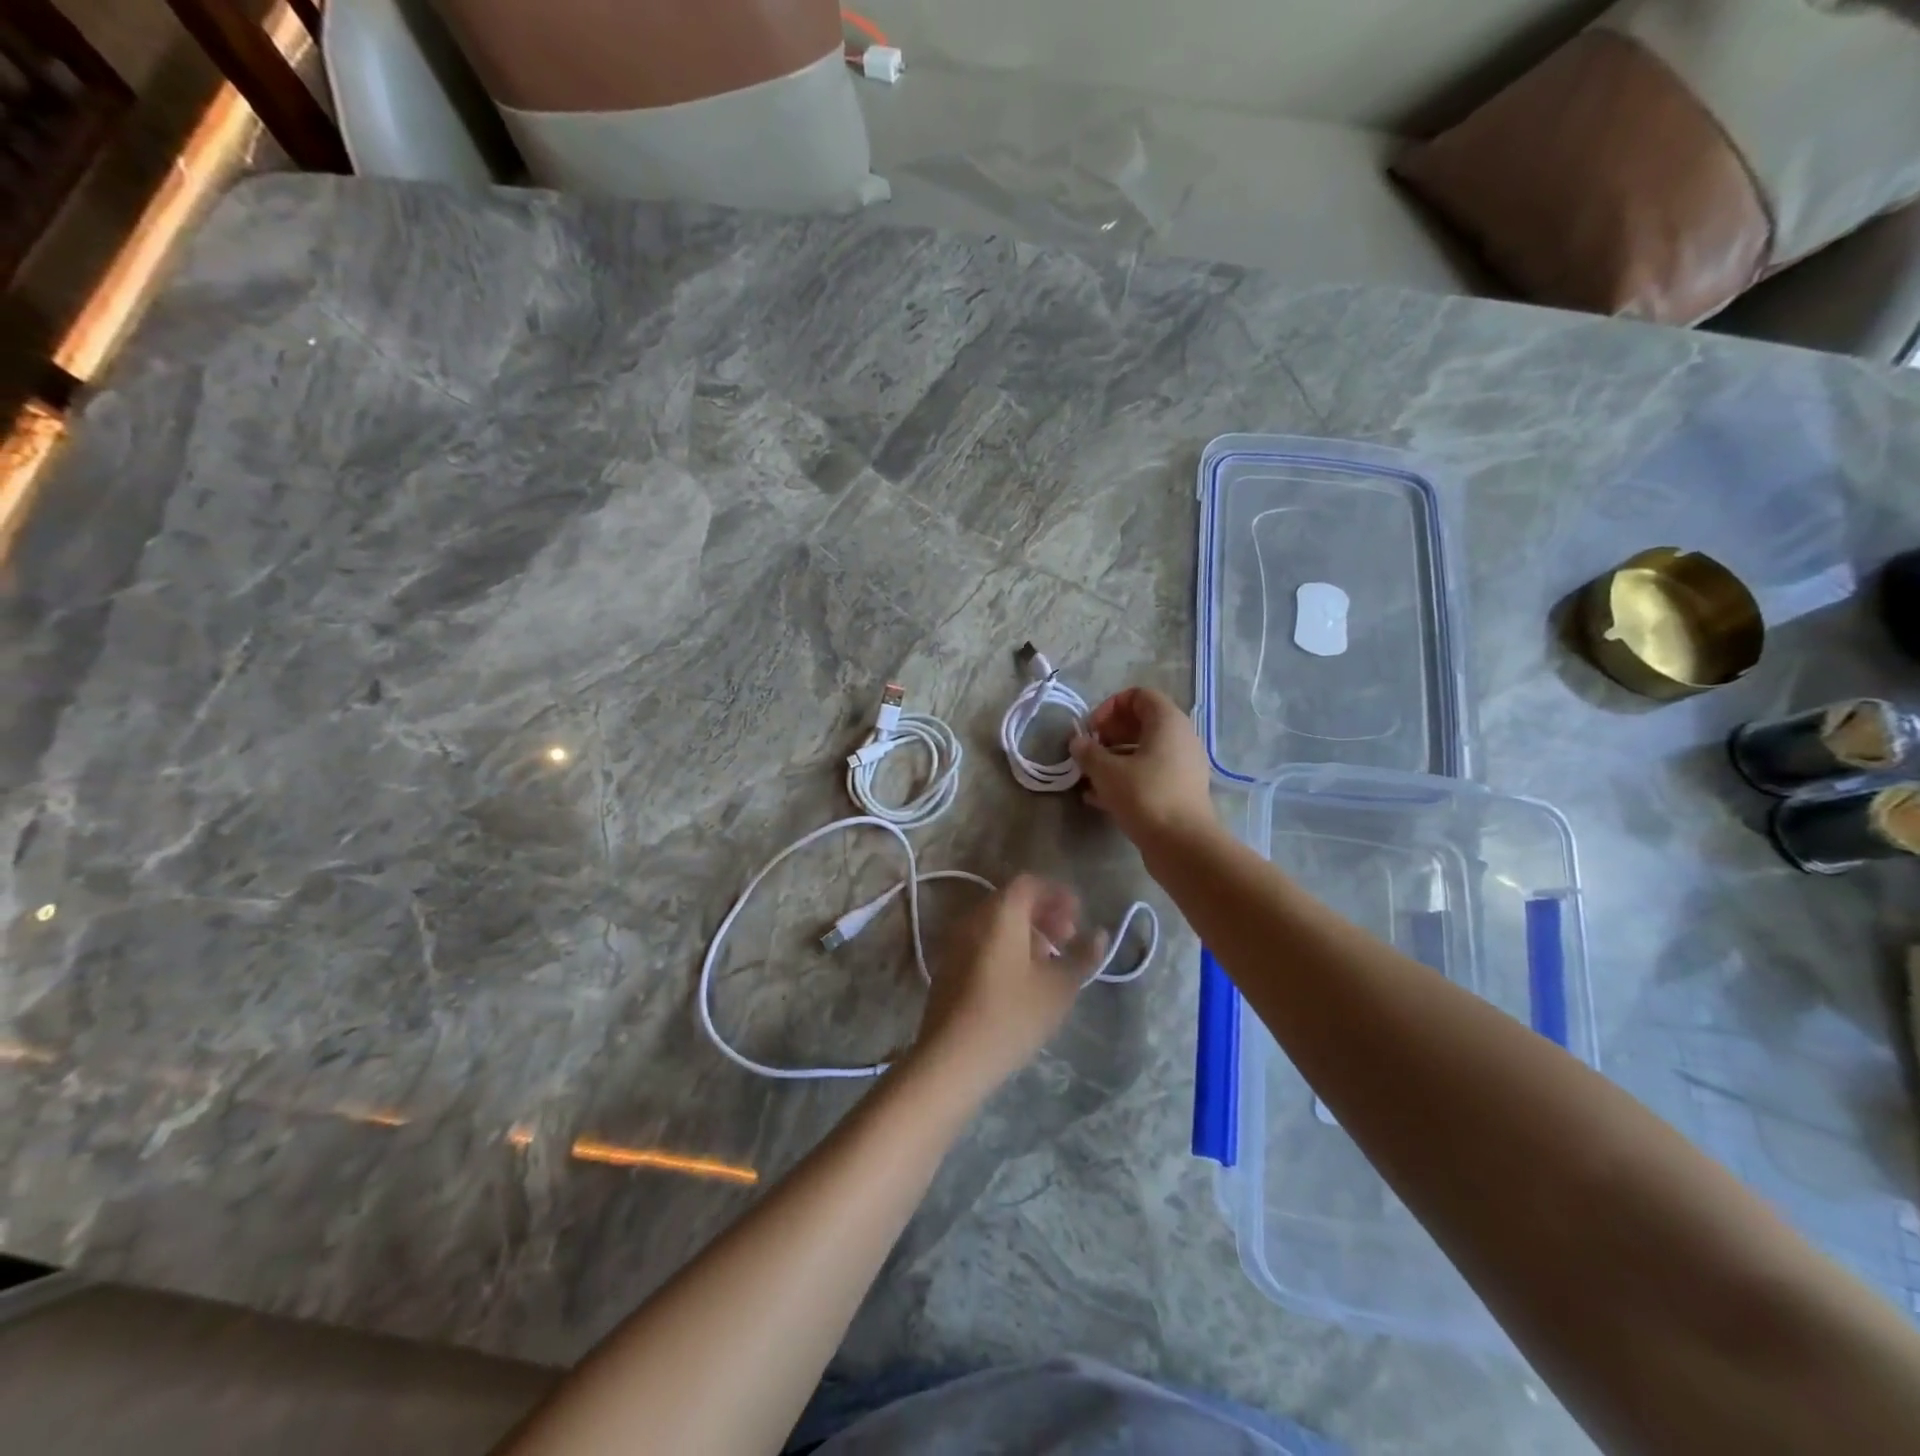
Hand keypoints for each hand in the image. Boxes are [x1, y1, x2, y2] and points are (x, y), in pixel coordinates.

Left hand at [913, 876, 1107, 1091]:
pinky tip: (1022, 977)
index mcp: (1000, 913)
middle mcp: (974, 918)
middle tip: (1068, 938)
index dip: (1057, 894)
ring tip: (1050, 960)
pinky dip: (1006, 945)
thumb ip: (1082, 956)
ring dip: (1026, 931)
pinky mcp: (949, 965)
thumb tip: (1099, 935)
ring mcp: (956, 941)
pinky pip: (983, 940)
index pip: (1030, 883)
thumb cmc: (1012, 1015)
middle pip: (1012, 900)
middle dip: (1044, 913)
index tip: (1079, 917)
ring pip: (997, 922)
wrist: (952, 1057)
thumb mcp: (1059, 987)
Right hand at [1069, 686, 1217, 852]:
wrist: (1182, 844)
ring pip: (1143, 751)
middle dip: (1109, 734)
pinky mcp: (1180, 791)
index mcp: (1167, 722)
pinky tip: (1099, 798)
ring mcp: (1183, 766)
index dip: (1110, 707)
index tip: (1091, 730)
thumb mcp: (1106, 771)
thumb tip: (1078, 742)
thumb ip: (1088, 752)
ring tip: (1089, 777)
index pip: (1138, 695)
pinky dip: (1126, 778)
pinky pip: (1149, 774)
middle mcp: (1180, 738)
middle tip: (1089, 752)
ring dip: (1114, 759)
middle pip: (1141, 723)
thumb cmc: (1144, 796)